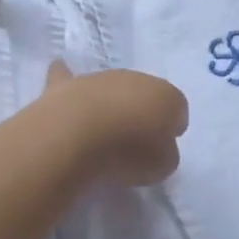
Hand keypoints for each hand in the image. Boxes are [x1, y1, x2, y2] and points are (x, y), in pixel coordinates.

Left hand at [47, 61, 187, 185]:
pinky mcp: (66, 85)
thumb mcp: (162, 165)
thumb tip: (157, 149)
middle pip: (143, 94)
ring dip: (109, 104)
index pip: (177, 108)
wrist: (77, 134)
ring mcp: (100, 78)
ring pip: (109, 88)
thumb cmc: (129, 151)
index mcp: (166, 97)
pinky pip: (66, 75)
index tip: (162, 147)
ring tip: (101, 131)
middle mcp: (136, 79)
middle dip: (140, 112)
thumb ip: (164, 154)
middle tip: (133, 141)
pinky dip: (65, 77)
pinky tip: (60, 73)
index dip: (171, 128)